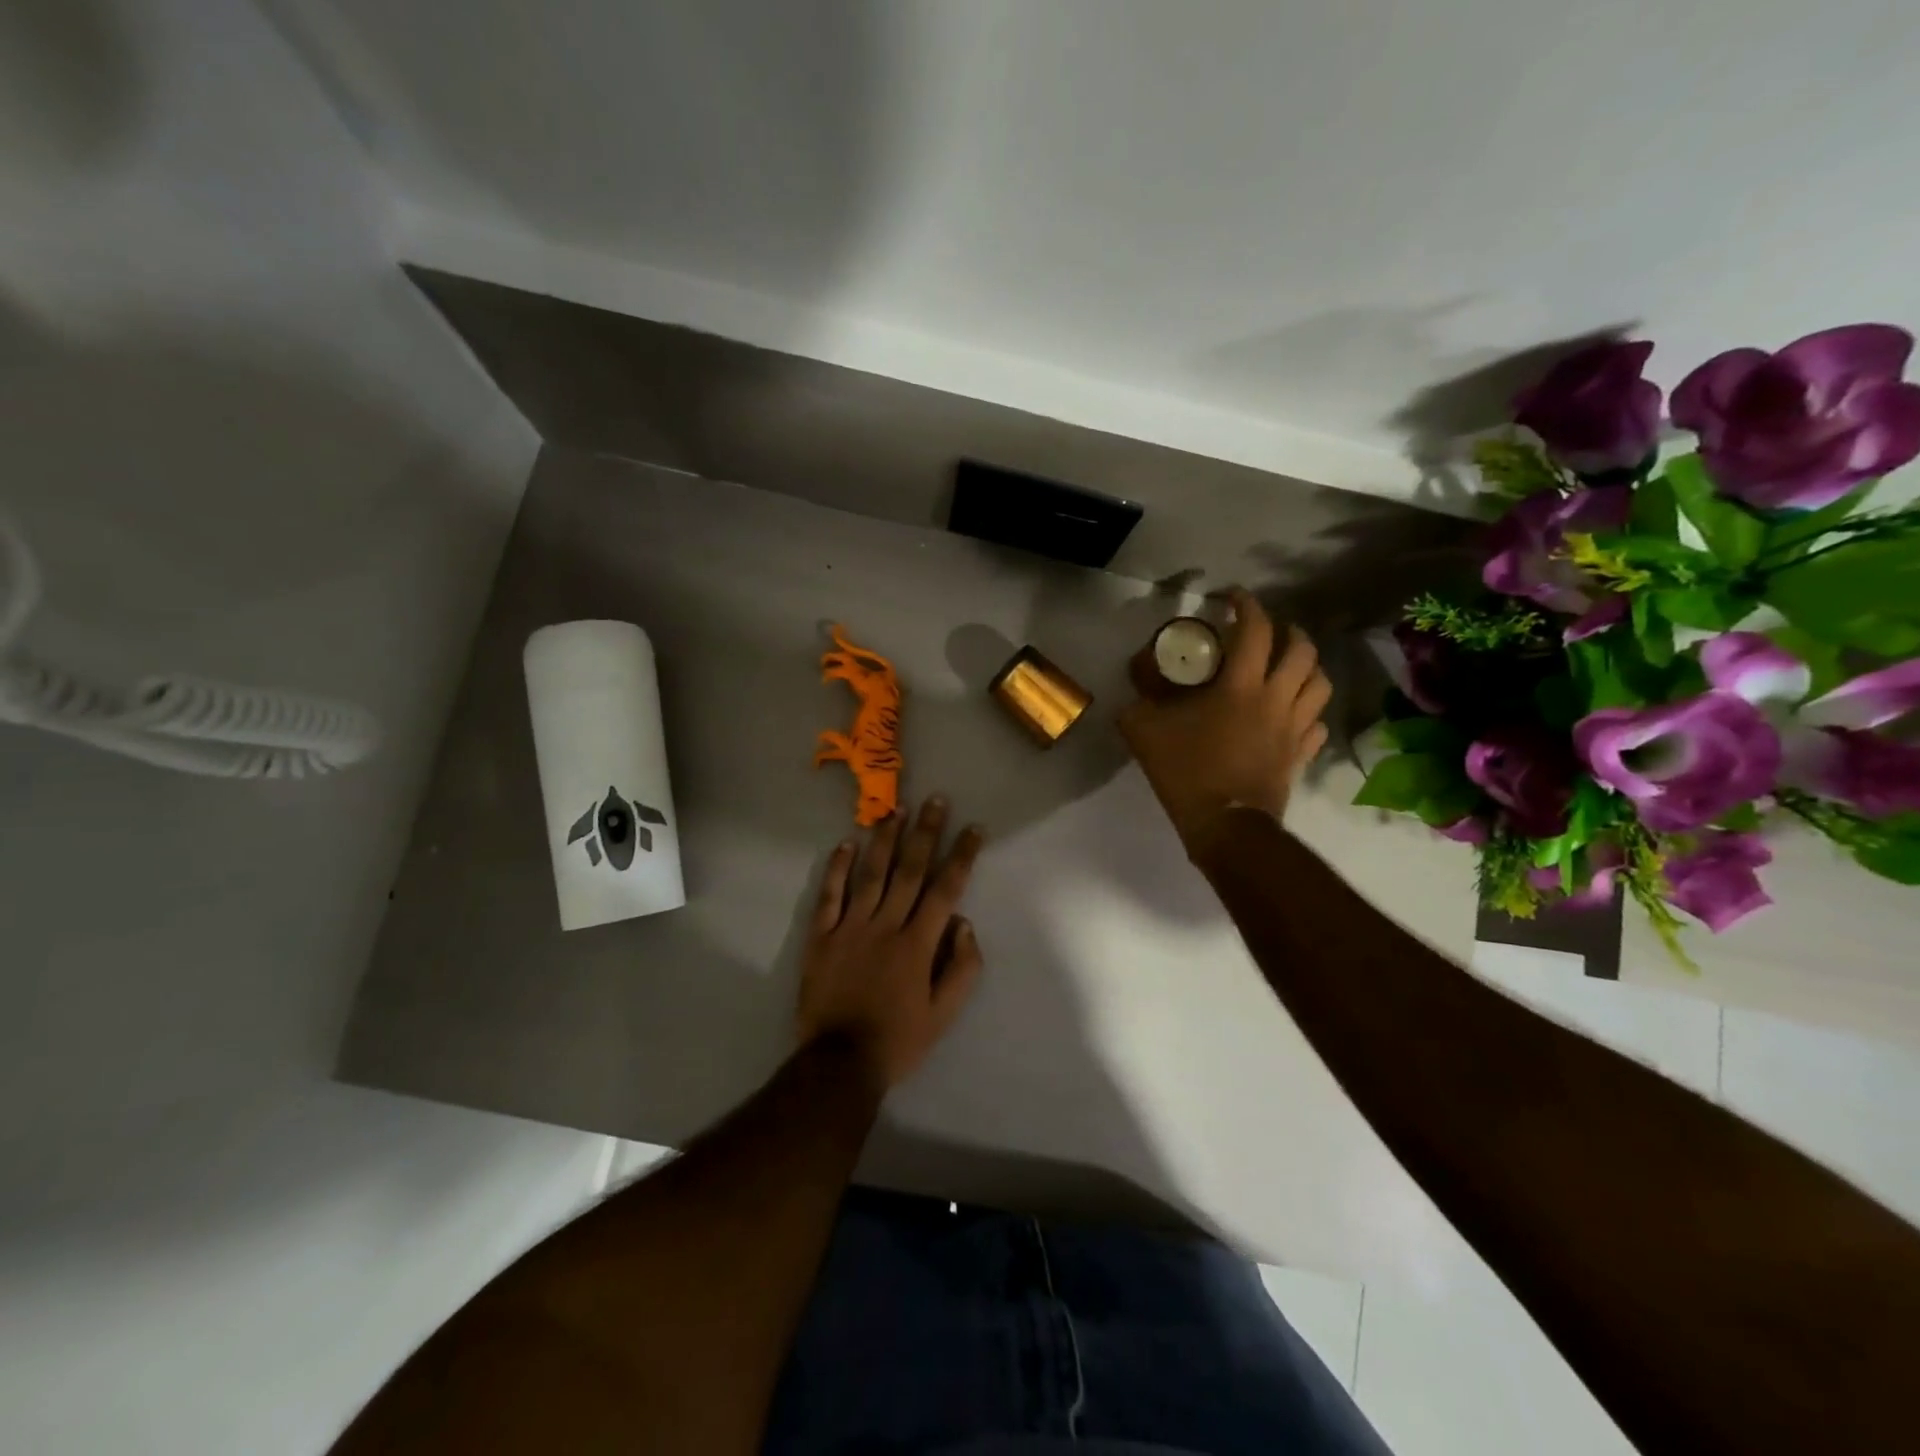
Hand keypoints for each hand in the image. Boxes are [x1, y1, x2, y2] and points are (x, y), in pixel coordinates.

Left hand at [797, 797, 985, 1091]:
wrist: (839, 1062)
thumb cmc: (898, 1039)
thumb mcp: (944, 1014)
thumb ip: (961, 967)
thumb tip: (963, 922)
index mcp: (917, 944)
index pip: (945, 889)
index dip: (962, 856)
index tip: (974, 829)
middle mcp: (886, 925)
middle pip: (909, 870)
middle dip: (925, 833)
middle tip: (935, 800)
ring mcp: (850, 927)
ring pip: (871, 874)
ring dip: (885, 840)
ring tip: (896, 810)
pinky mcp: (822, 936)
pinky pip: (830, 895)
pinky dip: (837, 867)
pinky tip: (846, 843)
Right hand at [1119, 588, 1330, 856]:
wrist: (1225, 826)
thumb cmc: (1186, 772)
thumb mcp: (1144, 730)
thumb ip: (1139, 698)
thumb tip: (1139, 676)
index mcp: (1240, 687)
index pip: (1255, 630)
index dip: (1247, 605)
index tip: (1232, 598)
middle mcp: (1276, 699)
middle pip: (1302, 651)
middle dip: (1289, 631)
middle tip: (1270, 630)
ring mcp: (1294, 728)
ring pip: (1320, 683)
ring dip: (1307, 666)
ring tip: (1289, 665)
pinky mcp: (1300, 754)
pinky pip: (1317, 723)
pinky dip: (1309, 710)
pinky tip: (1293, 713)